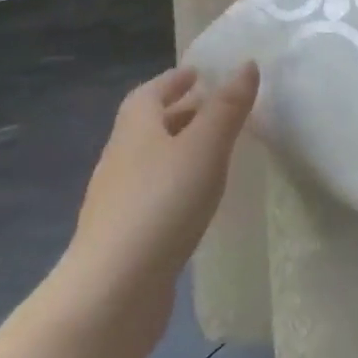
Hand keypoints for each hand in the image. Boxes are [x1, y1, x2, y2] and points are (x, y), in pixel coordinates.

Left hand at [54, 63, 258, 346]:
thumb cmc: (161, 204)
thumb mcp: (205, 147)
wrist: (112, 293)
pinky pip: (154, 195)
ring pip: (151, 162)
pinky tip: (198, 199)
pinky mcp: (125, 239)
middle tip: (217, 107)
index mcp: (135, 132)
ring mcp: (117, 203)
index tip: (198, 73)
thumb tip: (246, 64)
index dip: (172, 80)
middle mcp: (120, 161)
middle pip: (148, 127)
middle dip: (180, 112)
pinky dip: (176, 184)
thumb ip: (227, 107)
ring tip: (215, 150)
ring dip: (179, 149)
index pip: (148, 94)